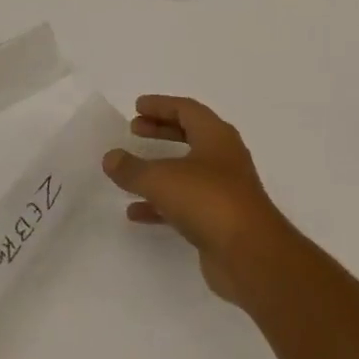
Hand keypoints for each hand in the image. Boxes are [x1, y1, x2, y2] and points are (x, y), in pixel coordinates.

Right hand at [102, 95, 293, 303]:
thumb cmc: (208, 200)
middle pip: (189, 135)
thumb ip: (133, 168)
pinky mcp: (217, 218)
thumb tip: (111, 157)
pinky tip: (135, 212)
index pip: (187, 110)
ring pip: (186, 170)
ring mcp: (222, 188)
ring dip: (159, 167)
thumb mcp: (163, 179)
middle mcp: (223, 157)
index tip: (137, 107)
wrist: (248, 252)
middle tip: (133, 129)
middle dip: (161, 130)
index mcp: (216, 135)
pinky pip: (184, 202)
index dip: (161, 106)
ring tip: (129, 170)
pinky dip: (160, 203)